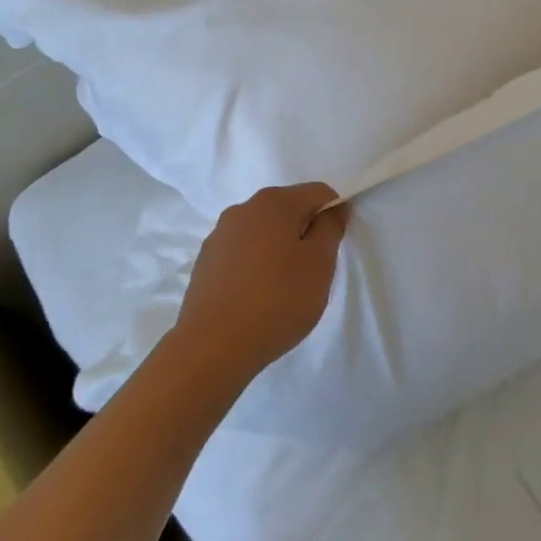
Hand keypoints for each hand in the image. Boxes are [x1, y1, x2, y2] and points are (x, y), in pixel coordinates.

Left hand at [173, 184, 350, 381]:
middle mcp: (243, 209)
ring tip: (283, 287)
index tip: (334, 247)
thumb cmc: (277, 300)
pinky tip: (257, 296)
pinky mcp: (205, 263)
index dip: (334, 213)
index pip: (318, 192)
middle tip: (313, 270)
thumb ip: (331, 228)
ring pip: (263, 232)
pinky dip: (255, 265)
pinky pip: (241, 252)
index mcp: (274, 202)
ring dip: (279, 248)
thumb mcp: (320, 264)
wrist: (212, 348)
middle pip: (287, 209)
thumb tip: (335, 207)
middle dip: (304, 231)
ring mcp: (219, 236)